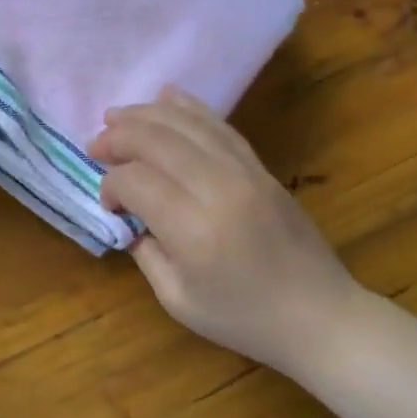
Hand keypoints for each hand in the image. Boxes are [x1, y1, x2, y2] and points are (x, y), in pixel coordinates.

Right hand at [88, 88, 361, 379]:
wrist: (321, 316)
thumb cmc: (244, 319)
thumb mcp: (178, 300)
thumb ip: (145, 253)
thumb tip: (127, 216)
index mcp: (194, 231)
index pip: (136, 182)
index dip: (110, 185)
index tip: (107, 203)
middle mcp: (218, 190)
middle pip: (157, 141)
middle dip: (118, 138)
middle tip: (96, 146)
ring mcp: (244, 173)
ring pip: (187, 125)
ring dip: (145, 115)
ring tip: (116, 116)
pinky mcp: (260, 167)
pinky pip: (219, 126)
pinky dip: (188, 108)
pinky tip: (165, 98)